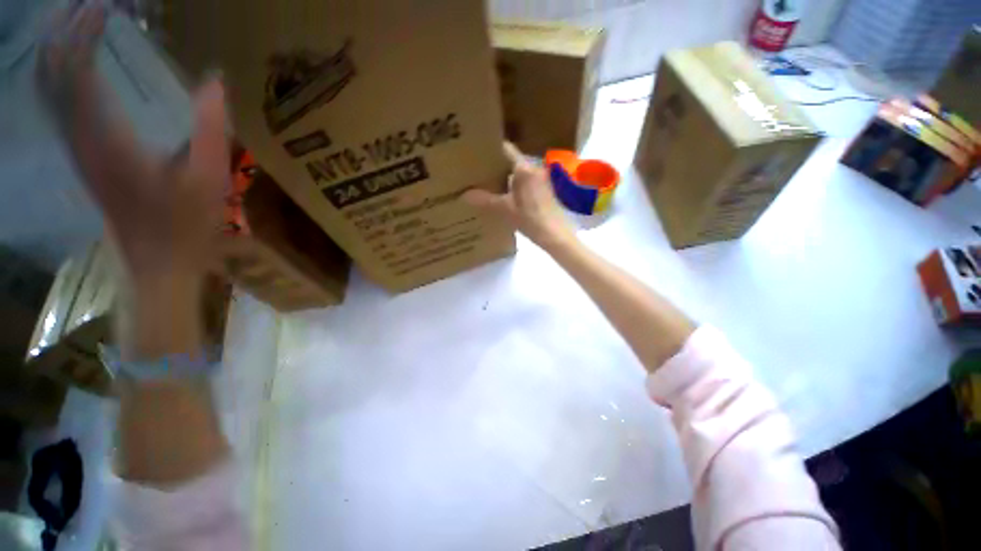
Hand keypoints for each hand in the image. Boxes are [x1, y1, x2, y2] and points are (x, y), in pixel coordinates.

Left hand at [37, 1, 229, 288]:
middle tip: (90, 4)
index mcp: (107, 138)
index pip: (78, 69)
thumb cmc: (187, 223)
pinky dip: (58, 76)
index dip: (85, 31)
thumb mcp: (210, 177)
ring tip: (77, 22)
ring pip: (49, 88)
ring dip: (59, 49)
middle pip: (54, 73)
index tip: (103, 4)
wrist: (157, 262)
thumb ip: (209, 127)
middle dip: (66, 31)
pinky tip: (70, 63)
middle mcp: (79, 138)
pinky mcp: (80, 157)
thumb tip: (215, 79)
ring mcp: (75, 148)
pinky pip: (55, 106)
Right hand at [463, 143, 574, 250]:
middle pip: (511, 160)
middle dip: (494, 165)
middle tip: (476, 170)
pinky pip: (524, 181)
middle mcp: (534, 168)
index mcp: (524, 168)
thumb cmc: (531, 219)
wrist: (555, 235)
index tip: (475, 153)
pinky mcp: (543, 190)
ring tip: (485, 183)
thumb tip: (463, 195)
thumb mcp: (505, 210)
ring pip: (517, 172)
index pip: (506, 149)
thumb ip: (485, 200)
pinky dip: (512, 185)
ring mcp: (541, 179)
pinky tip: (501, 195)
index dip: (490, 149)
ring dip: (503, 176)